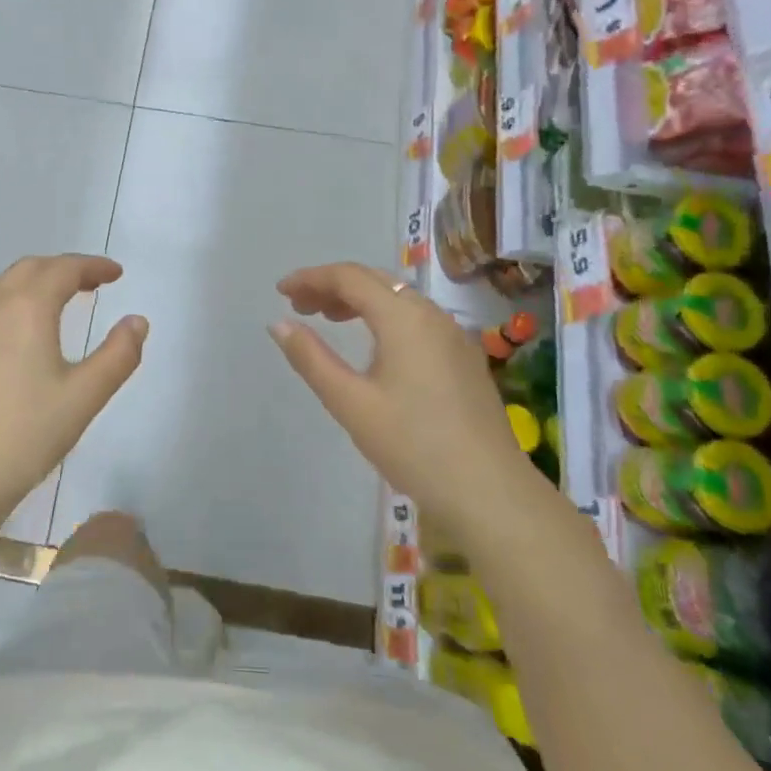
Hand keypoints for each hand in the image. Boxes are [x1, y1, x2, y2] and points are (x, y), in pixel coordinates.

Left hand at [0, 254, 146, 548]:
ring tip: (51, 304)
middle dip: (63, 270)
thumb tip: (137, 321)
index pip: (64, 268)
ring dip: (30, 284)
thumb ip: (118, 354)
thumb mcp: (84, 397)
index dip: (93, 266)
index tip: (115, 274)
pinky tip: (6, 333)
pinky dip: (0, 304)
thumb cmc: (24, 436)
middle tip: (90, 285)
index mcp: (26, 306)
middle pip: (30, 269)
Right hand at [268, 263, 535, 524]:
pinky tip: (372, 344)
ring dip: (359, 300)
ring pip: (398, 298)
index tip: (281, 292)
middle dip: (333, 286)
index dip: (311, 278)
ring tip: (327, 320)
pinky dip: (383, 316)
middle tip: (299, 306)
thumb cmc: (413, 445)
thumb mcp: (351, 403)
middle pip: (375, 281)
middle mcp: (432, 314)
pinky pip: (416, 318)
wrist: (490, 492)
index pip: (349, 277)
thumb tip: (279, 323)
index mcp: (404, 317)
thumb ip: (311, 358)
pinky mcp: (464, 357)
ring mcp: (453, 335)